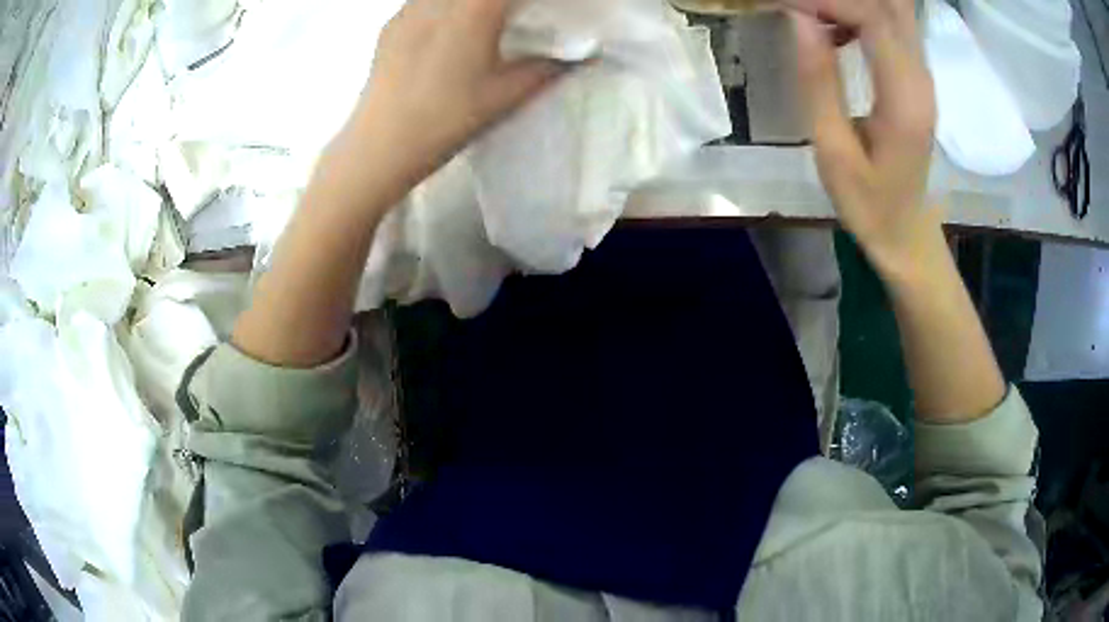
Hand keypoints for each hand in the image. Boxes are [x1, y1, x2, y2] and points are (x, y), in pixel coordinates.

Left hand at [345, 0, 565, 190]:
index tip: (542, 8)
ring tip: (484, 19)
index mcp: (474, 8)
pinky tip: (448, 28)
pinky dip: (446, 5)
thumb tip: (578, 58)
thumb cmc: (447, 119)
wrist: (381, 146)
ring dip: (473, 1)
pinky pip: (426, 0)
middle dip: (502, 1)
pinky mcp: (391, 24)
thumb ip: (547, 69)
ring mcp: (410, 8)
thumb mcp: (506, 95)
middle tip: (516, 13)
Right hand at [786, 0, 937, 274]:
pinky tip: (834, 30)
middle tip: (802, 8)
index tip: (788, 7)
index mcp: (905, 99)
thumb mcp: (834, 152)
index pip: (874, 19)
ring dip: (855, 5)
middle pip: (891, 5)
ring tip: (814, 16)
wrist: (908, 233)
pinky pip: (894, 25)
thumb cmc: (870, 204)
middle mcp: (921, 78)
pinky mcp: (918, 78)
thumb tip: (798, 19)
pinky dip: (862, 14)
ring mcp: (923, 76)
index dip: (829, 1)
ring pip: (895, 9)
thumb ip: (819, 82)